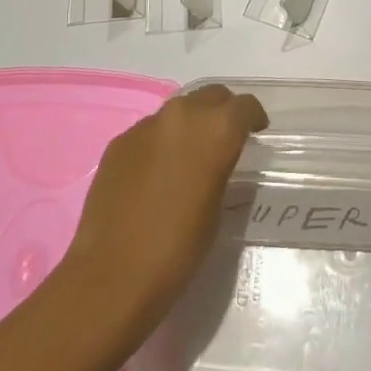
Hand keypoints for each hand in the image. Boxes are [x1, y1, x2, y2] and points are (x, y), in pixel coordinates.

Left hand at [58, 84, 266, 331]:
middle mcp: (182, 115)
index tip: (256, 133)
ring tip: (189, 156)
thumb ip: (221, 167)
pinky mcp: (118, 142)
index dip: (253, 118)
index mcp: (216, 129)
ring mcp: (145, 126)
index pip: (245, 106)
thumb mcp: (218, 206)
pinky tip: (156, 173)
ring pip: (178, 111)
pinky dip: (160, 142)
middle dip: (222, 111)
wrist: (113, 274)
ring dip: (189, 125)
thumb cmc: (179, 247)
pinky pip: (149, 132)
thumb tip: (216, 159)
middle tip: (224, 138)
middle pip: (211, 96)